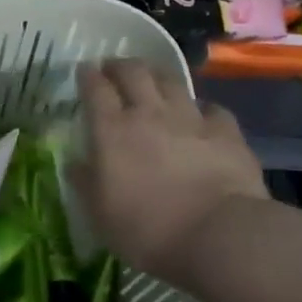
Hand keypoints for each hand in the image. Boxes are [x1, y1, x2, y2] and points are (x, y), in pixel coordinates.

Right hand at [71, 60, 266, 284]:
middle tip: (113, 69)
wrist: (220, 236)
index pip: (95, 88)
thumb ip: (84, 182)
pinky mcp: (226, 133)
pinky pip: (212, 109)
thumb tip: (75, 163)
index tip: (83, 70)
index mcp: (111, 130)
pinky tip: (201, 116)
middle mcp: (148, 114)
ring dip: (157, 76)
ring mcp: (190, 120)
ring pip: (171, 82)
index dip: (87, 75)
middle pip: (133, 72)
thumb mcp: (99, 213)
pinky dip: (201, 108)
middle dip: (120, 65)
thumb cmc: (147, 229)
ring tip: (152, 81)